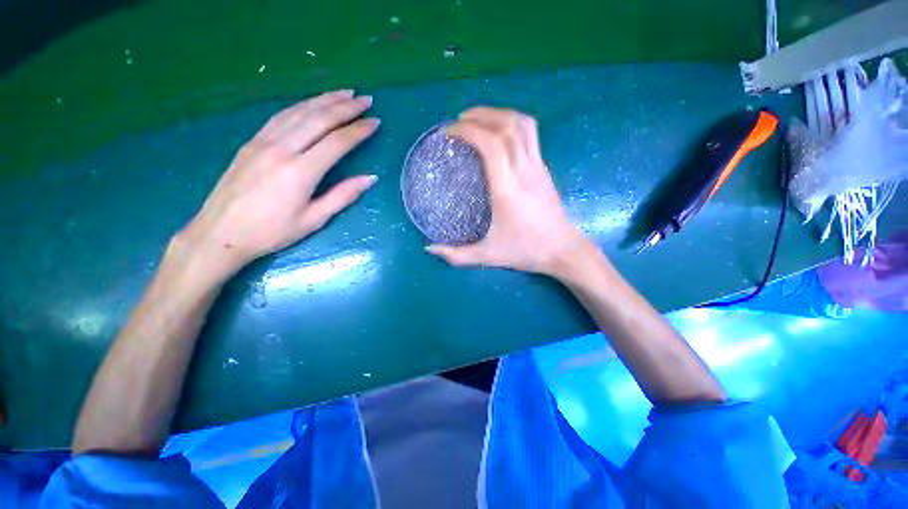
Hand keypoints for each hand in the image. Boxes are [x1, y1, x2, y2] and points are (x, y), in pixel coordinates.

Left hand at [178, 89, 379, 275]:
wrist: (221, 233)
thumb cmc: (272, 232)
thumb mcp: (314, 219)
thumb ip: (343, 195)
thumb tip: (371, 178)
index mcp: (301, 171)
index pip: (337, 142)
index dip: (359, 130)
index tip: (375, 122)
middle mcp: (282, 149)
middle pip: (319, 119)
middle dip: (345, 107)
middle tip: (366, 100)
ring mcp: (263, 141)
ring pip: (299, 111)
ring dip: (324, 100)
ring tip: (345, 93)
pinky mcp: (252, 141)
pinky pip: (281, 116)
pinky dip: (301, 105)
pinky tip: (312, 103)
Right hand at [426, 107, 592, 276]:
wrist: (562, 249)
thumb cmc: (525, 251)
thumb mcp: (488, 256)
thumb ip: (457, 255)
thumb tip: (430, 248)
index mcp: (507, 189)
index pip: (491, 145)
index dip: (468, 131)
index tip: (449, 132)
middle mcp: (524, 171)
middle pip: (506, 126)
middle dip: (480, 115)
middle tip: (459, 121)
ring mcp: (537, 166)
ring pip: (522, 124)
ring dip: (498, 114)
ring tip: (478, 119)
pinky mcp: (543, 168)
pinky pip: (530, 134)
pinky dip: (511, 123)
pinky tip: (499, 133)